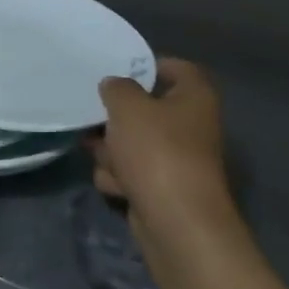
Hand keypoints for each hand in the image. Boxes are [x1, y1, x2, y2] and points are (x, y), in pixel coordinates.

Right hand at [88, 58, 242, 256]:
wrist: (176, 222)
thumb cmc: (157, 151)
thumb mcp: (127, 106)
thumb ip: (116, 87)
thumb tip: (115, 86)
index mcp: (194, 96)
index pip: (173, 67)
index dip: (145, 66)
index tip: (115, 71)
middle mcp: (191, 124)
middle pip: (145, 109)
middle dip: (116, 119)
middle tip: (94, 119)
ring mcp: (177, 159)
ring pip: (132, 143)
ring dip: (112, 152)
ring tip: (108, 161)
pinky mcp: (163, 188)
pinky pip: (132, 172)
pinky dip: (121, 178)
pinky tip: (118, 186)